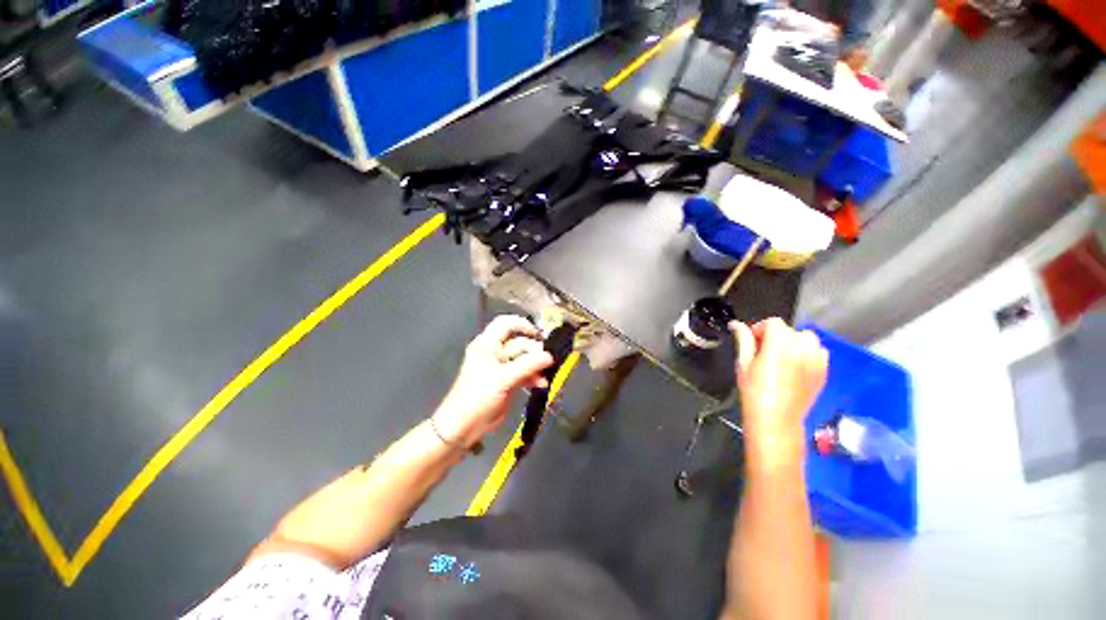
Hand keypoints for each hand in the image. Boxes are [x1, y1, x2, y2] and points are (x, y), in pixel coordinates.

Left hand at [433, 315, 554, 447]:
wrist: (464, 426)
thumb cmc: (478, 396)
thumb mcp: (503, 378)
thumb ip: (528, 365)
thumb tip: (550, 356)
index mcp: (487, 344)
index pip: (505, 323)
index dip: (522, 324)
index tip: (539, 335)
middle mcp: (494, 352)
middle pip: (518, 343)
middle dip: (534, 351)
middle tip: (548, 361)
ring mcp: (501, 367)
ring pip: (523, 359)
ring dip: (535, 366)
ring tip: (547, 374)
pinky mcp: (506, 381)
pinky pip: (523, 373)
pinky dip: (533, 377)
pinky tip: (542, 384)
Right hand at [729, 319, 827, 459]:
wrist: (776, 419)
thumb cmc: (754, 391)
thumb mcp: (743, 363)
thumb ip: (743, 340)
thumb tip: (736, 325)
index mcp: (779, 345)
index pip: (774, 323)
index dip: (760, 328)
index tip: (753, 340)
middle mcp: (801, 348)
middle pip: (790, 330)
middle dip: (776, 336)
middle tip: (764, 350)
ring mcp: (815, 360)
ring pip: (807, 338)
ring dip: (794, 342)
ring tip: (782, 356)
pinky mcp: (824, 371)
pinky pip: (819, 352)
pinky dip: (809, 352)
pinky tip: (796, 365)